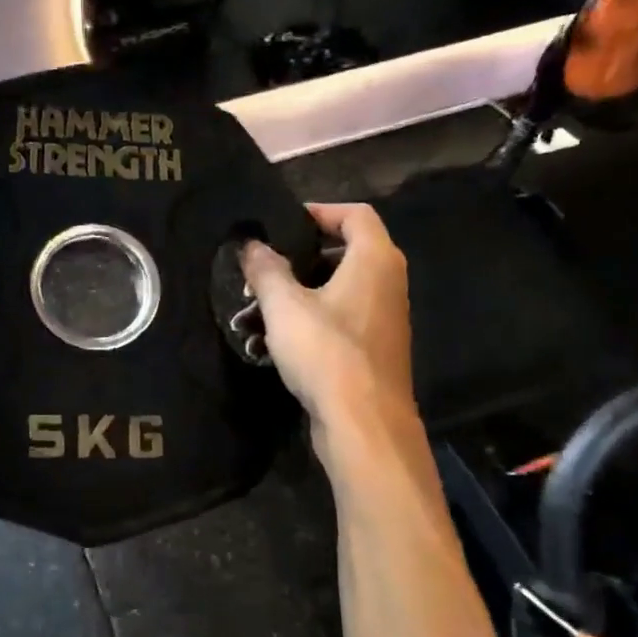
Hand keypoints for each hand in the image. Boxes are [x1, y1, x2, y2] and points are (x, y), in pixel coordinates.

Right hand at [239, 202, 415, 443]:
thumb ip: (265, 268)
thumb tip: (251, 243)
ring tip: (251, 313)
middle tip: (259, 271)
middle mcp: (386, 283)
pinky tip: (266, 344)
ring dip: (292, 297)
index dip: (317, 212)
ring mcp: (381, 318)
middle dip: (294, 261)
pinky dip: (305, 323)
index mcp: (374, 260)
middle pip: (341, 253)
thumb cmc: (326, 352)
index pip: (354, 214)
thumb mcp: (284, 305)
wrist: (364, 424)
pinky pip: (336, 320)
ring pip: (333, 291)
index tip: (280, 225)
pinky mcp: (371, 349)